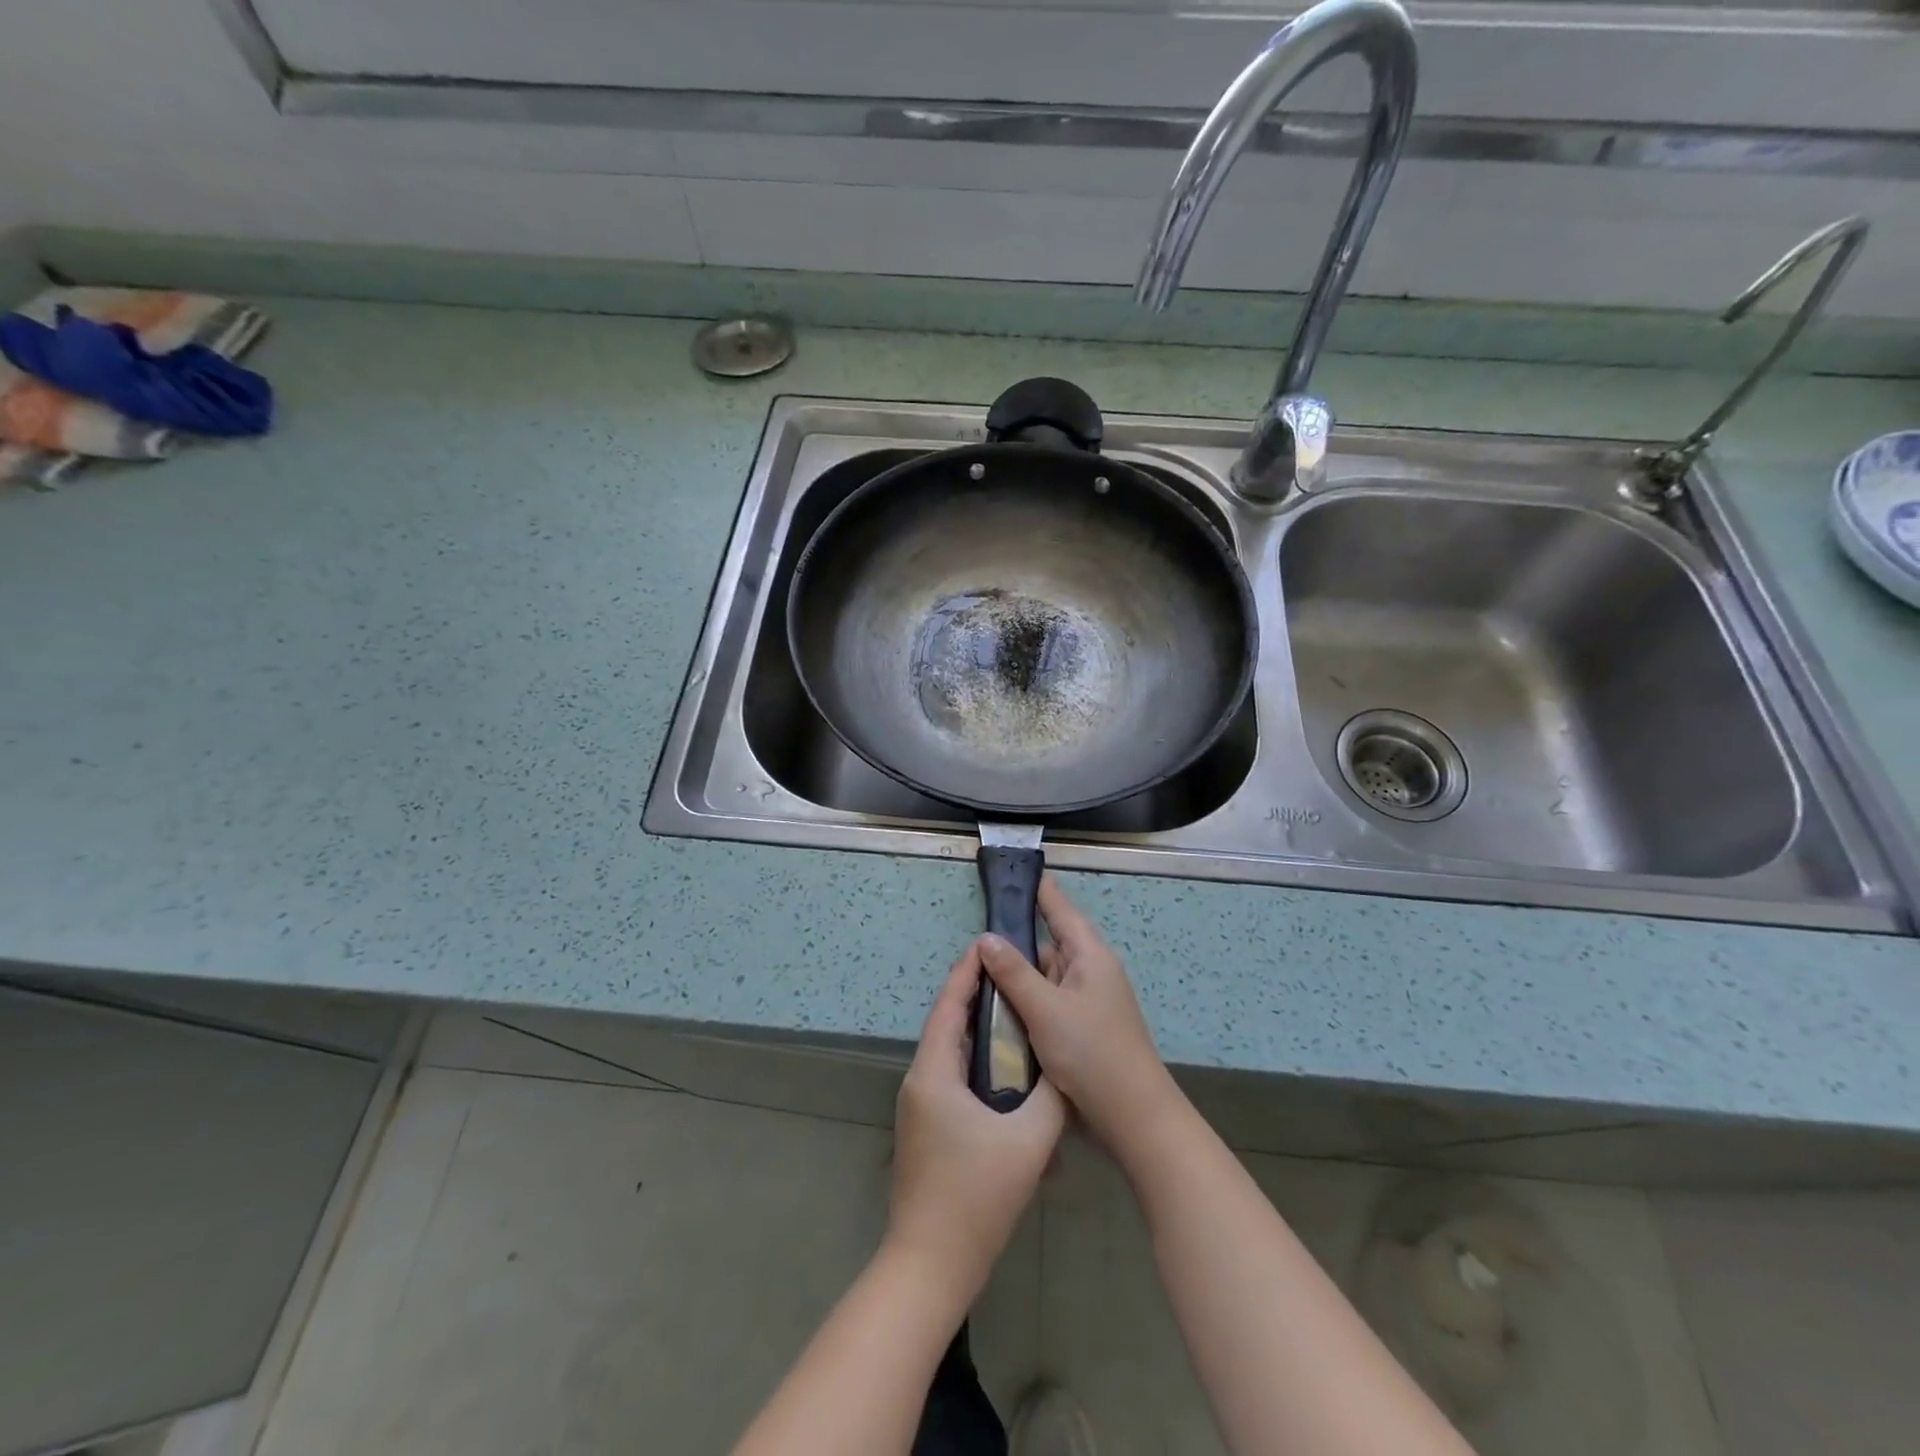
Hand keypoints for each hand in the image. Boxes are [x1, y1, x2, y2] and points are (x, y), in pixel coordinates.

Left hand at [886, 941, 1066, 1308]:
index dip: (966, 972)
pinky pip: (951, 1080)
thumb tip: (1064, 1068)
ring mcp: (920, 1108)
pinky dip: (977, 1065)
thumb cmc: (976, 1196)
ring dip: (978, 1033)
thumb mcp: (1028, 1142)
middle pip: (947, 1025)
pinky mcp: (927, 1130)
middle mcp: (920, 1081)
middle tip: (1012, 976)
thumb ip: (1051, 1098)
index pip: (949, 1006)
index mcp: (933, 1072)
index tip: (987, 944)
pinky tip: (1007, 1075)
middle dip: (977, 997)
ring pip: (950, 1054)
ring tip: (1016, 1017)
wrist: (930, 1266)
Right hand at [976, 874, 1180, 1159]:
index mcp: (1090, 956)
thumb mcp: (1046, 1009)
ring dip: (1019, 977)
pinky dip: (1027, 1002)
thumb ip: (1014, 972)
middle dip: (1017, 941)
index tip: (1018, 870)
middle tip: (978, 934)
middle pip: (1049, 945)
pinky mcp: (1082, 1029)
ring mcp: (1087, 1003)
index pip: (1060, 910)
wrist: (1132, 1118)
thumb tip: (986, 937)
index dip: (1040, 891)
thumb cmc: (1091, 1053)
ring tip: (979, 971)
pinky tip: (1000, 1008)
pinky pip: (1048, 1003)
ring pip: (1046, 978)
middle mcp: (1090, 973)